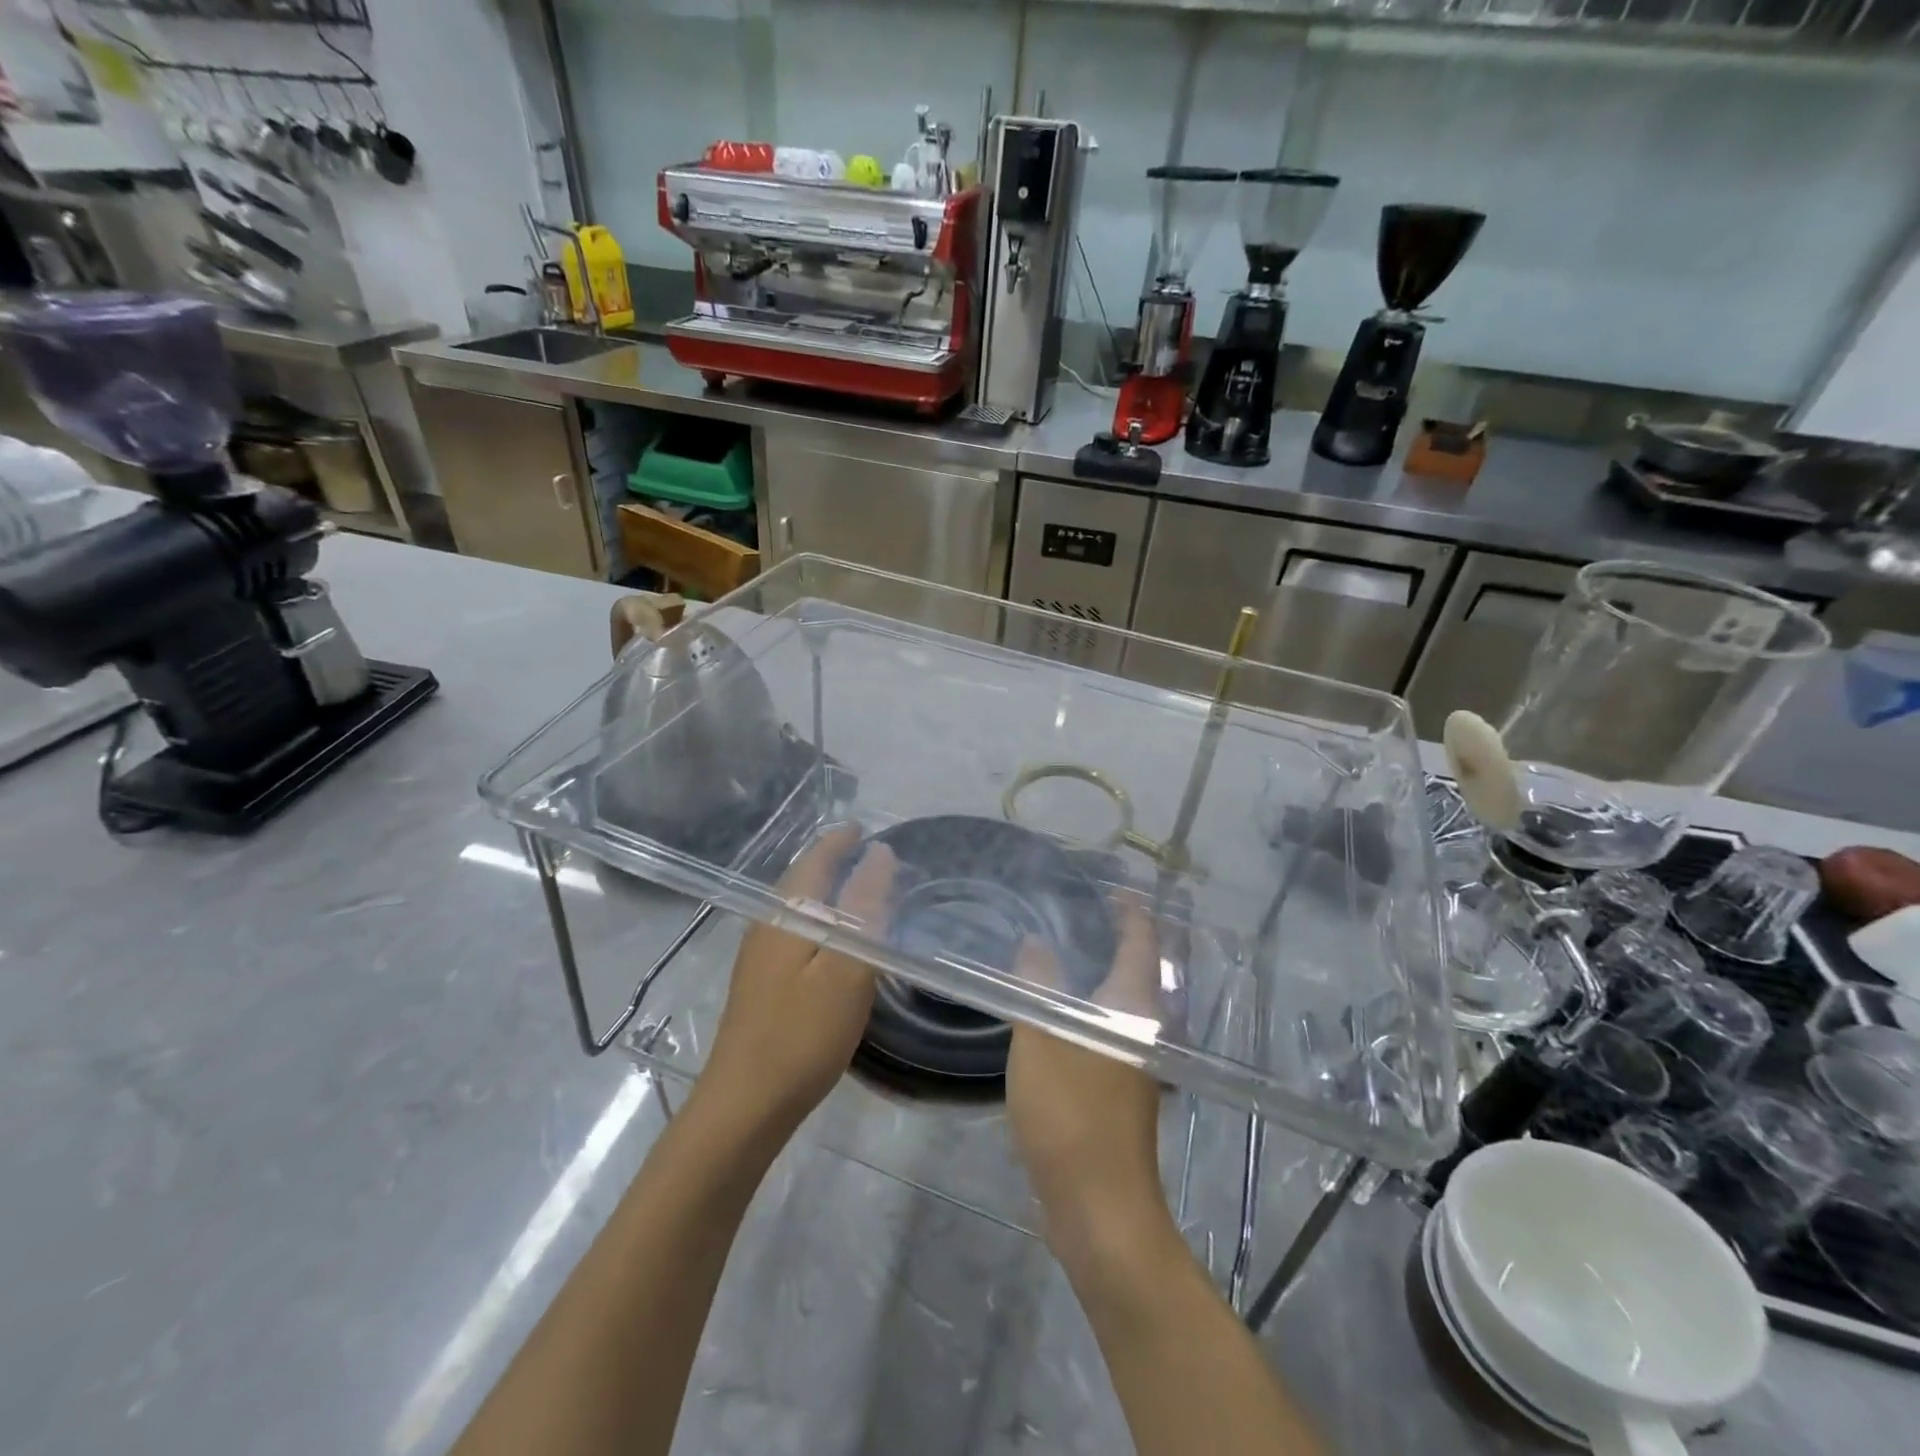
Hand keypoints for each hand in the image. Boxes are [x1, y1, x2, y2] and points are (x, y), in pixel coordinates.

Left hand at [699, 825, 895, 1138]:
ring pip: (796, 907)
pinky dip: (817, 919)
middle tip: (864, 852)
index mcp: (788, 915)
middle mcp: (767, 926)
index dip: (839, 841)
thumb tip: (880, 854)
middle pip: (801, 880)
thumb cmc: (803, 1033)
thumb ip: (864, 908)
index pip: (815, 861)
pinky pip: (793, 931)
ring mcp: (758, 956)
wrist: (744, 1104)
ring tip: (854, 887)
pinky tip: (830, 939)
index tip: (863, 828)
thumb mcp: (847, 968)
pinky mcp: (759, 984)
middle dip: (830, 860)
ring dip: (823, 889)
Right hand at [1007, 900, 1171, 1261]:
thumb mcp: (1041, 1038)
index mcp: (1131, 1005)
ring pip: (1119, 1000)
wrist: (1099, 1206)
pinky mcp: (1119, 1088)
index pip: (1140, 940)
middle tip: (1073, 911)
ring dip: (1098, 972)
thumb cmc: (1071, 1113)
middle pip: (1135, 967)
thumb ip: (1037, 985)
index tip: (1109, 887)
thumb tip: (1036, 945)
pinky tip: (1054, 1008)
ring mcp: (1134, 1061)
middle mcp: (1142, 1027)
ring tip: (1059, 950)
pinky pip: (1105, 1028)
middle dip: (1113, 937)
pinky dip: (1086, 1005)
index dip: (1129, 910)